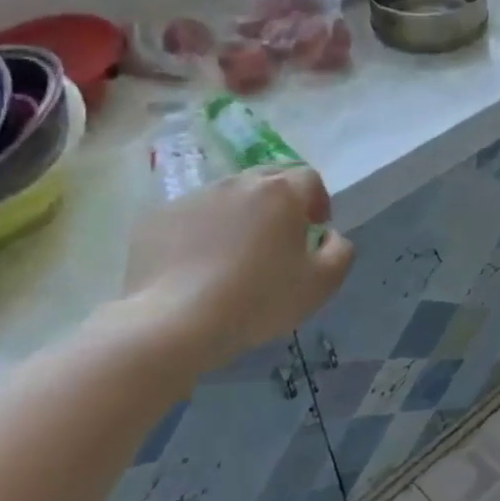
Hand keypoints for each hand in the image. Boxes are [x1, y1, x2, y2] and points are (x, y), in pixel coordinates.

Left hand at [122, 167, 353, 369]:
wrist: (175, 321)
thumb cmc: (259, 300)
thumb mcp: (321, 284)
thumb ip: (340, 251)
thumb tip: (329, 236)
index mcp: (281, 192)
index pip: (309, 178)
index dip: (318, 201)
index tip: (314, 230)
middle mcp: (238, 183)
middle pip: (268, 178)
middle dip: (281, 201)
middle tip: (279, 237)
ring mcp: (195, 197)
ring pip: (229, 195)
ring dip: (241, 213)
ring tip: (237, 252)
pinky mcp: (159, 217)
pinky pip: (194, 215)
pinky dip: (204, 230)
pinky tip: (201, 264)